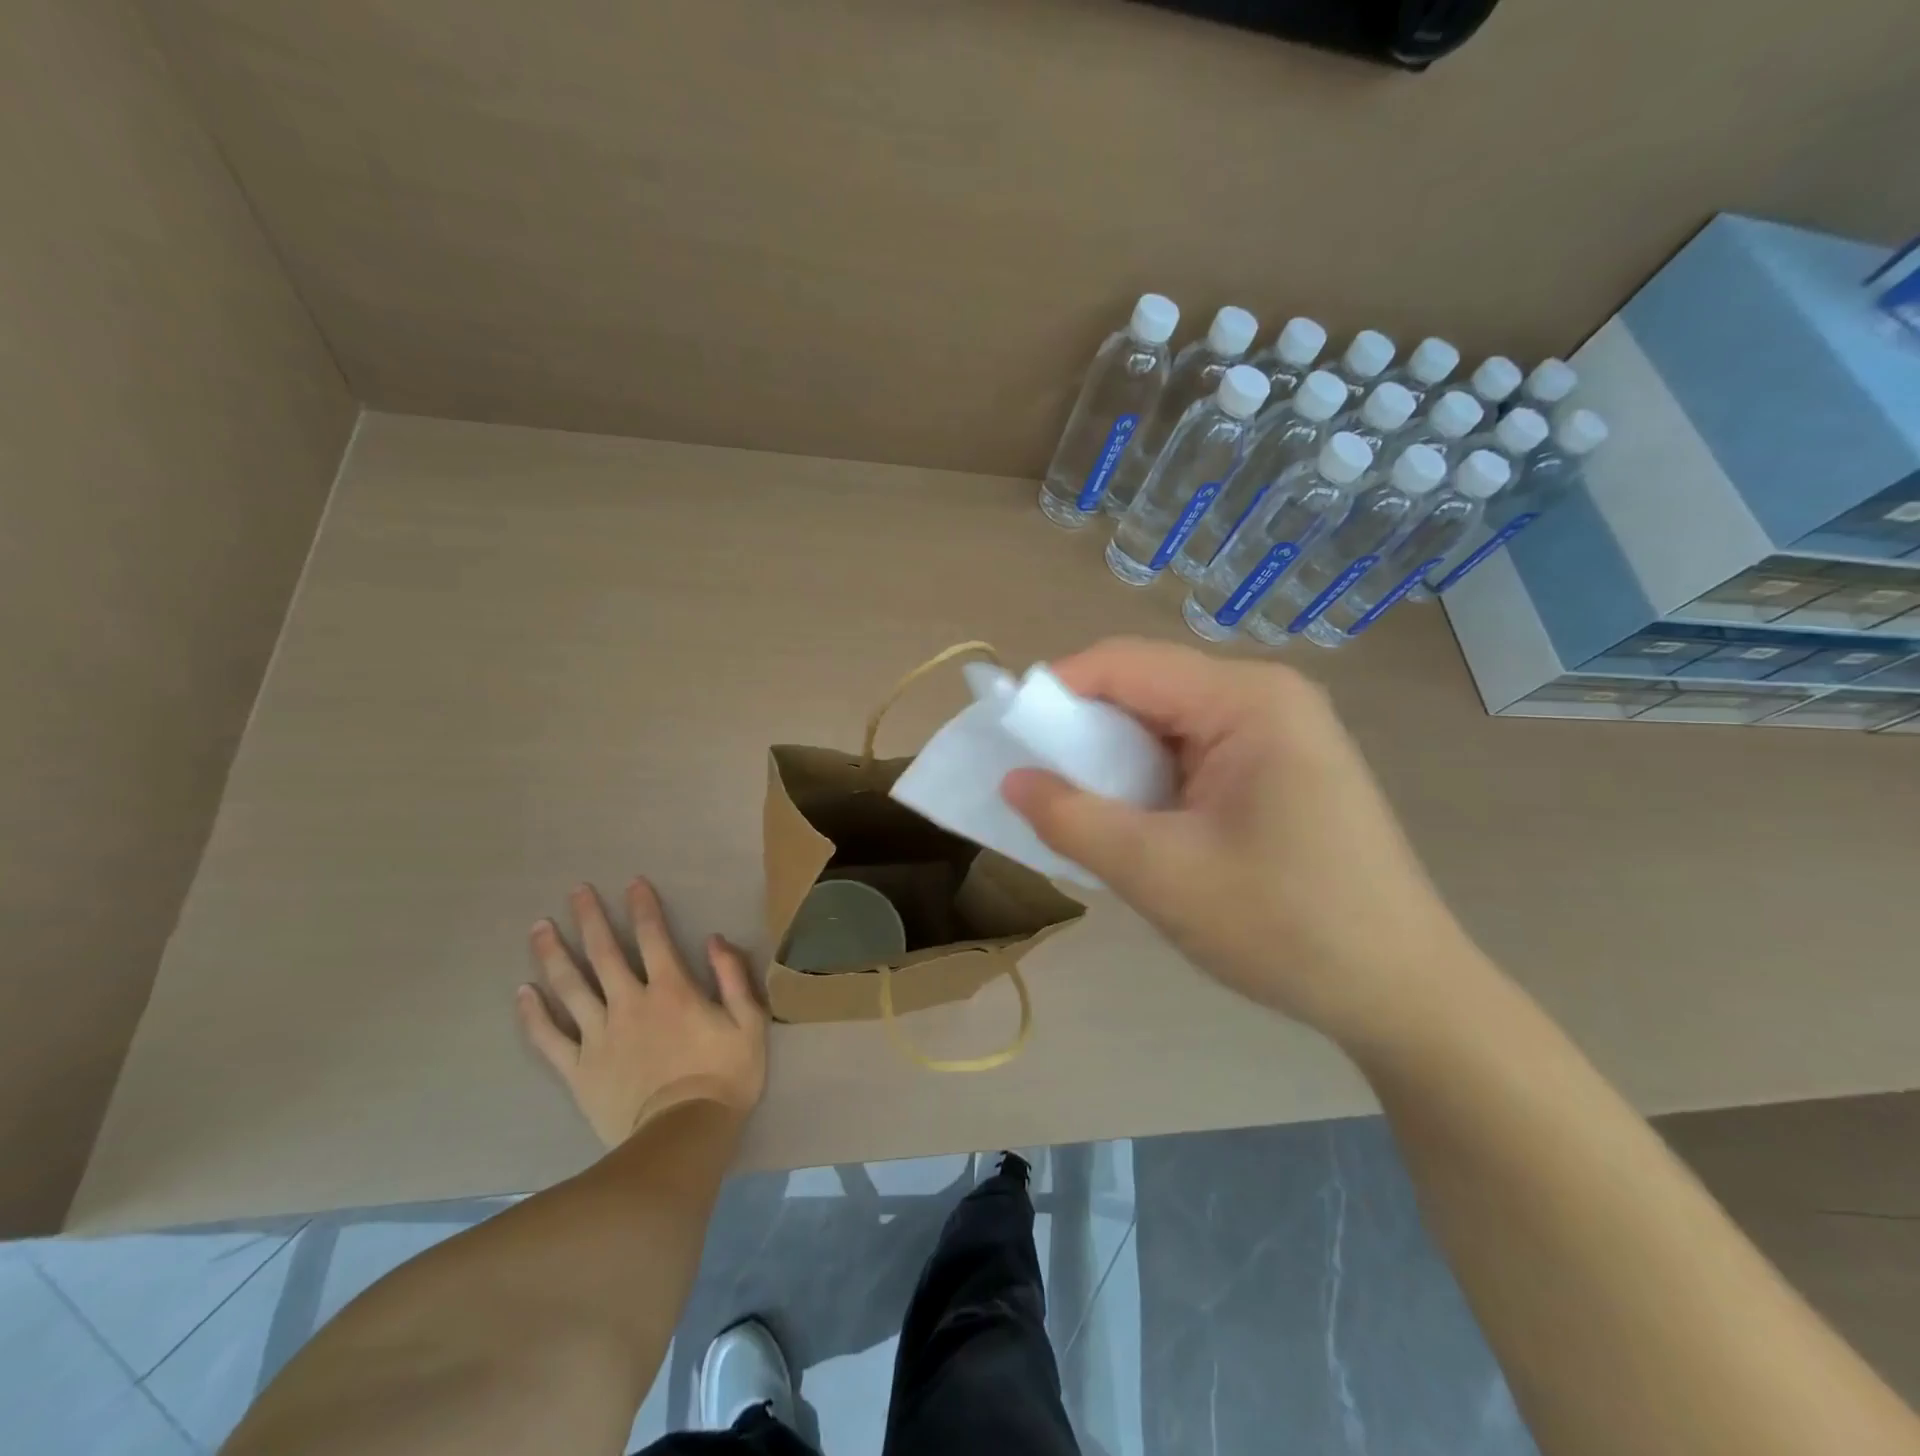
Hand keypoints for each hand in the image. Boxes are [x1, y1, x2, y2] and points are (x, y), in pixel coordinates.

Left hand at [516, 878, 766, 1147]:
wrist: (682, 1137)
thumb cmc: (724, 1077)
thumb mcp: (749, 1022)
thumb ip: (732, 976)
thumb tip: (714, 938)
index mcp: (671, 990)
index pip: (653, 937)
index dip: (643, 907)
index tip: (632, 883)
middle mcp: (629, 1003)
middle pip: (603, 953)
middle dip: (590, 918)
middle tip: (575, 891)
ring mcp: (598, 1036)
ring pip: (569, 987)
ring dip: (553, 954)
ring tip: (539, 927)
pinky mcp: (578, 1069)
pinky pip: (549, 1037)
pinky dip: (533, 1014)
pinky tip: (521, 992)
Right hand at [1001, 638, 1483, 1046]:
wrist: (1402, 994)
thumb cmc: (1284, 927)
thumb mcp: (1159, 874)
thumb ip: (1074, 819)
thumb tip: (1012, 780)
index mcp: (1245, 699)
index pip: (1124, 664)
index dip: (1054, 692)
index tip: (1006, 739)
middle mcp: (1265, 696)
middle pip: (1145, 687)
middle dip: (1083, 731)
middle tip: (1037, 784)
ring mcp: (1279, 730)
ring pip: (1166, 722)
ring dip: (1115, 760)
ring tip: (1079, 808)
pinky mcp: (1281, 766)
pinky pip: (1193, 751)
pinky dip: (1150, 779)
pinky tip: (1134, 822)